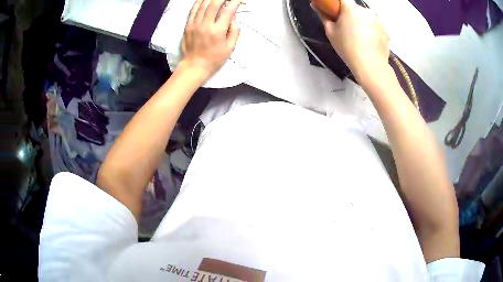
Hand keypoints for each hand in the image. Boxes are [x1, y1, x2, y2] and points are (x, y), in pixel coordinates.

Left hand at [180, 0, 241, 77]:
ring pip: (203, 4)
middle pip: (214, 4)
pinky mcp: (187, 25)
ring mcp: (194, 24)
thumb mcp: (230, 47)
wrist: (194, 66)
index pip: (228, 11)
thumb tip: (233, 16)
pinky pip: (193, 9)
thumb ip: (234, 30)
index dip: (235, 2)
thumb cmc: (214, 58)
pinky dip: (199, 2)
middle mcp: (205, 25)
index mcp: (218, 31)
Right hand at [317, 0, 389, 80]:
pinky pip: (376, 25)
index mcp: (351, 8)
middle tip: (347, 29)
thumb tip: (316, 6)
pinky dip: (372, 30)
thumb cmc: (348, 48)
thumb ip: (323, 16)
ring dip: (362, 22)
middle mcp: (366, 10)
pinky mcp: (386, 30)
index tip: (336, 12)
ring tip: (361, 38)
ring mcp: (378, 20)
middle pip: (355, 8)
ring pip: (366, 17)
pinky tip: (370, 42)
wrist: (371, 66)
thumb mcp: (330, 32)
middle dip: (351, 15)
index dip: (339, 4)